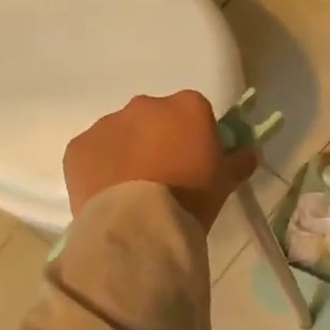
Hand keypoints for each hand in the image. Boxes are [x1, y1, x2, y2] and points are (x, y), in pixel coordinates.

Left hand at [63, 91, 257, 232]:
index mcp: (187, 106)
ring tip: (133, 190)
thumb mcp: (226, 182)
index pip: (195, 112)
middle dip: (158, 139)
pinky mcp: (78, 146)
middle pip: (155, 118)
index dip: (195, 135)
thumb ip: (240, 161)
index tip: (195, 160)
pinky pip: (93, 152)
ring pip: (122, 133)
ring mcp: (108, 123)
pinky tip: (108, 194)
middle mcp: (146, 105)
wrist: (140, 225)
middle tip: (164, 175)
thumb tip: (251, 152)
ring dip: (128, 152)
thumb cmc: (191, 197)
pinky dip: (100, 167)